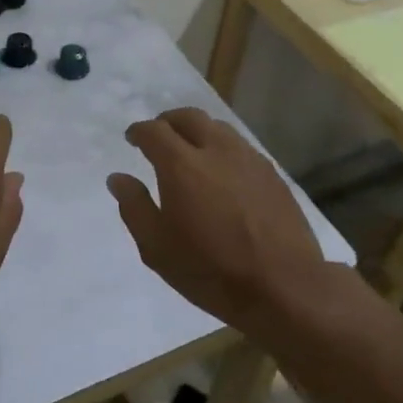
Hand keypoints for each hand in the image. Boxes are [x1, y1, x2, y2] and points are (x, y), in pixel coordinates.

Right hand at [106, 107, 329, 332]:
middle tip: (159, 137)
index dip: (139, 131)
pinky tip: (222, 171)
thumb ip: (135, 208)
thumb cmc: (211, 270)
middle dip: (168, 121)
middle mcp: (216, 150)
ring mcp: (249, 159)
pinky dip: (222, 147)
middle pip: (188, 117)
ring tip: (190, 151)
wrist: (284, 286)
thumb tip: (118, 178)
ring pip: (218, 127)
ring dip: (197, 131)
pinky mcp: (272, 173)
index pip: (154, 131)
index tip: (132, 139)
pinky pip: (240, 146)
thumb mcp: (157, 248)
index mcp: (182, 165)